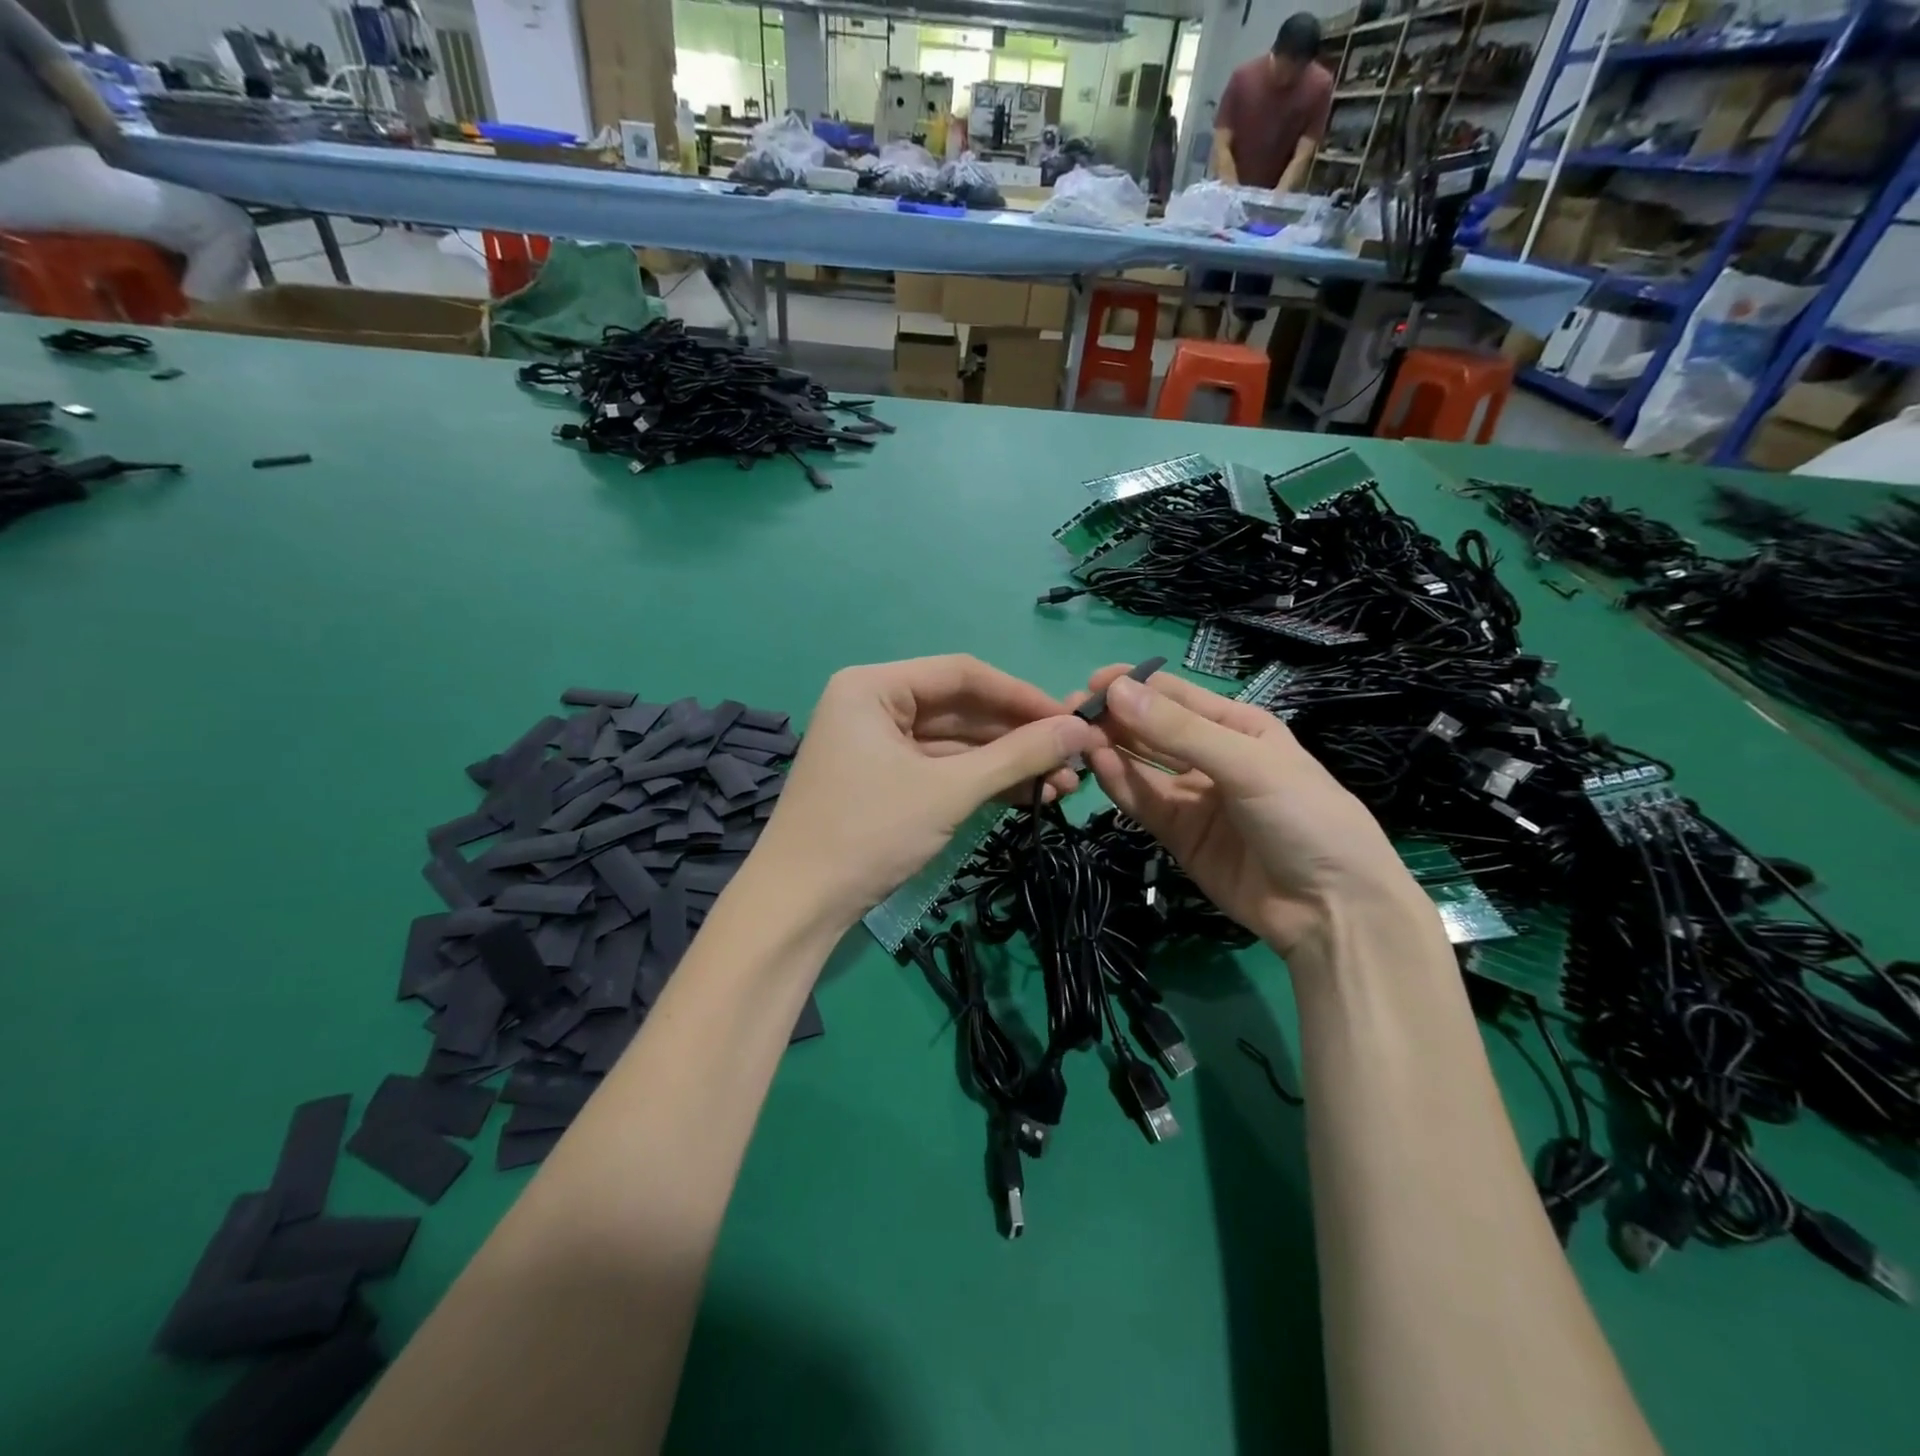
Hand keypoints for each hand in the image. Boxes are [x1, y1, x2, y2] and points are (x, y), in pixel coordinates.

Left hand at [755, 656, 1095, 928]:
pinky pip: (942, 769)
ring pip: (956, 744)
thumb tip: (1081, 728)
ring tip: (1062, 786)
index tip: (1072, 719)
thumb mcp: (949, 790)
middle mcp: (874, 705)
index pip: (962, 674)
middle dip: (1018, 737)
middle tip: (1074, 759)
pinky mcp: (886, 781)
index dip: (1021, 695)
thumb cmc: (869, 833)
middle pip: (961, 709)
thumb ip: (1017, 755)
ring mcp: (878, 745)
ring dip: (1006, 764)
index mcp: (874, 686)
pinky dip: (982, 782)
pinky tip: (1028, 796)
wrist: (799, 907)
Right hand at [1082, 665, 1426, 958]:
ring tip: (1076, 736)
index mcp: (1238, 727)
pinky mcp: (1178, 834)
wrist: (1331, 910)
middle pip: (1153, 729)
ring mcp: (1193, 796)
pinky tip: (1097, 764)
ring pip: (1142, 764)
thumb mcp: (1248, 764)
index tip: (1092, 683)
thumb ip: (1179, 731)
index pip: (1176, 697)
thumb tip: (1116, 690)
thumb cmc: (1304, 817)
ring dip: (1111, 748)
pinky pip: (1143, 801)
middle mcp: (1212, 756)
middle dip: (1115, 717)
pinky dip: (1120, 783)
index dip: (1135, 686)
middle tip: (1071, 710)